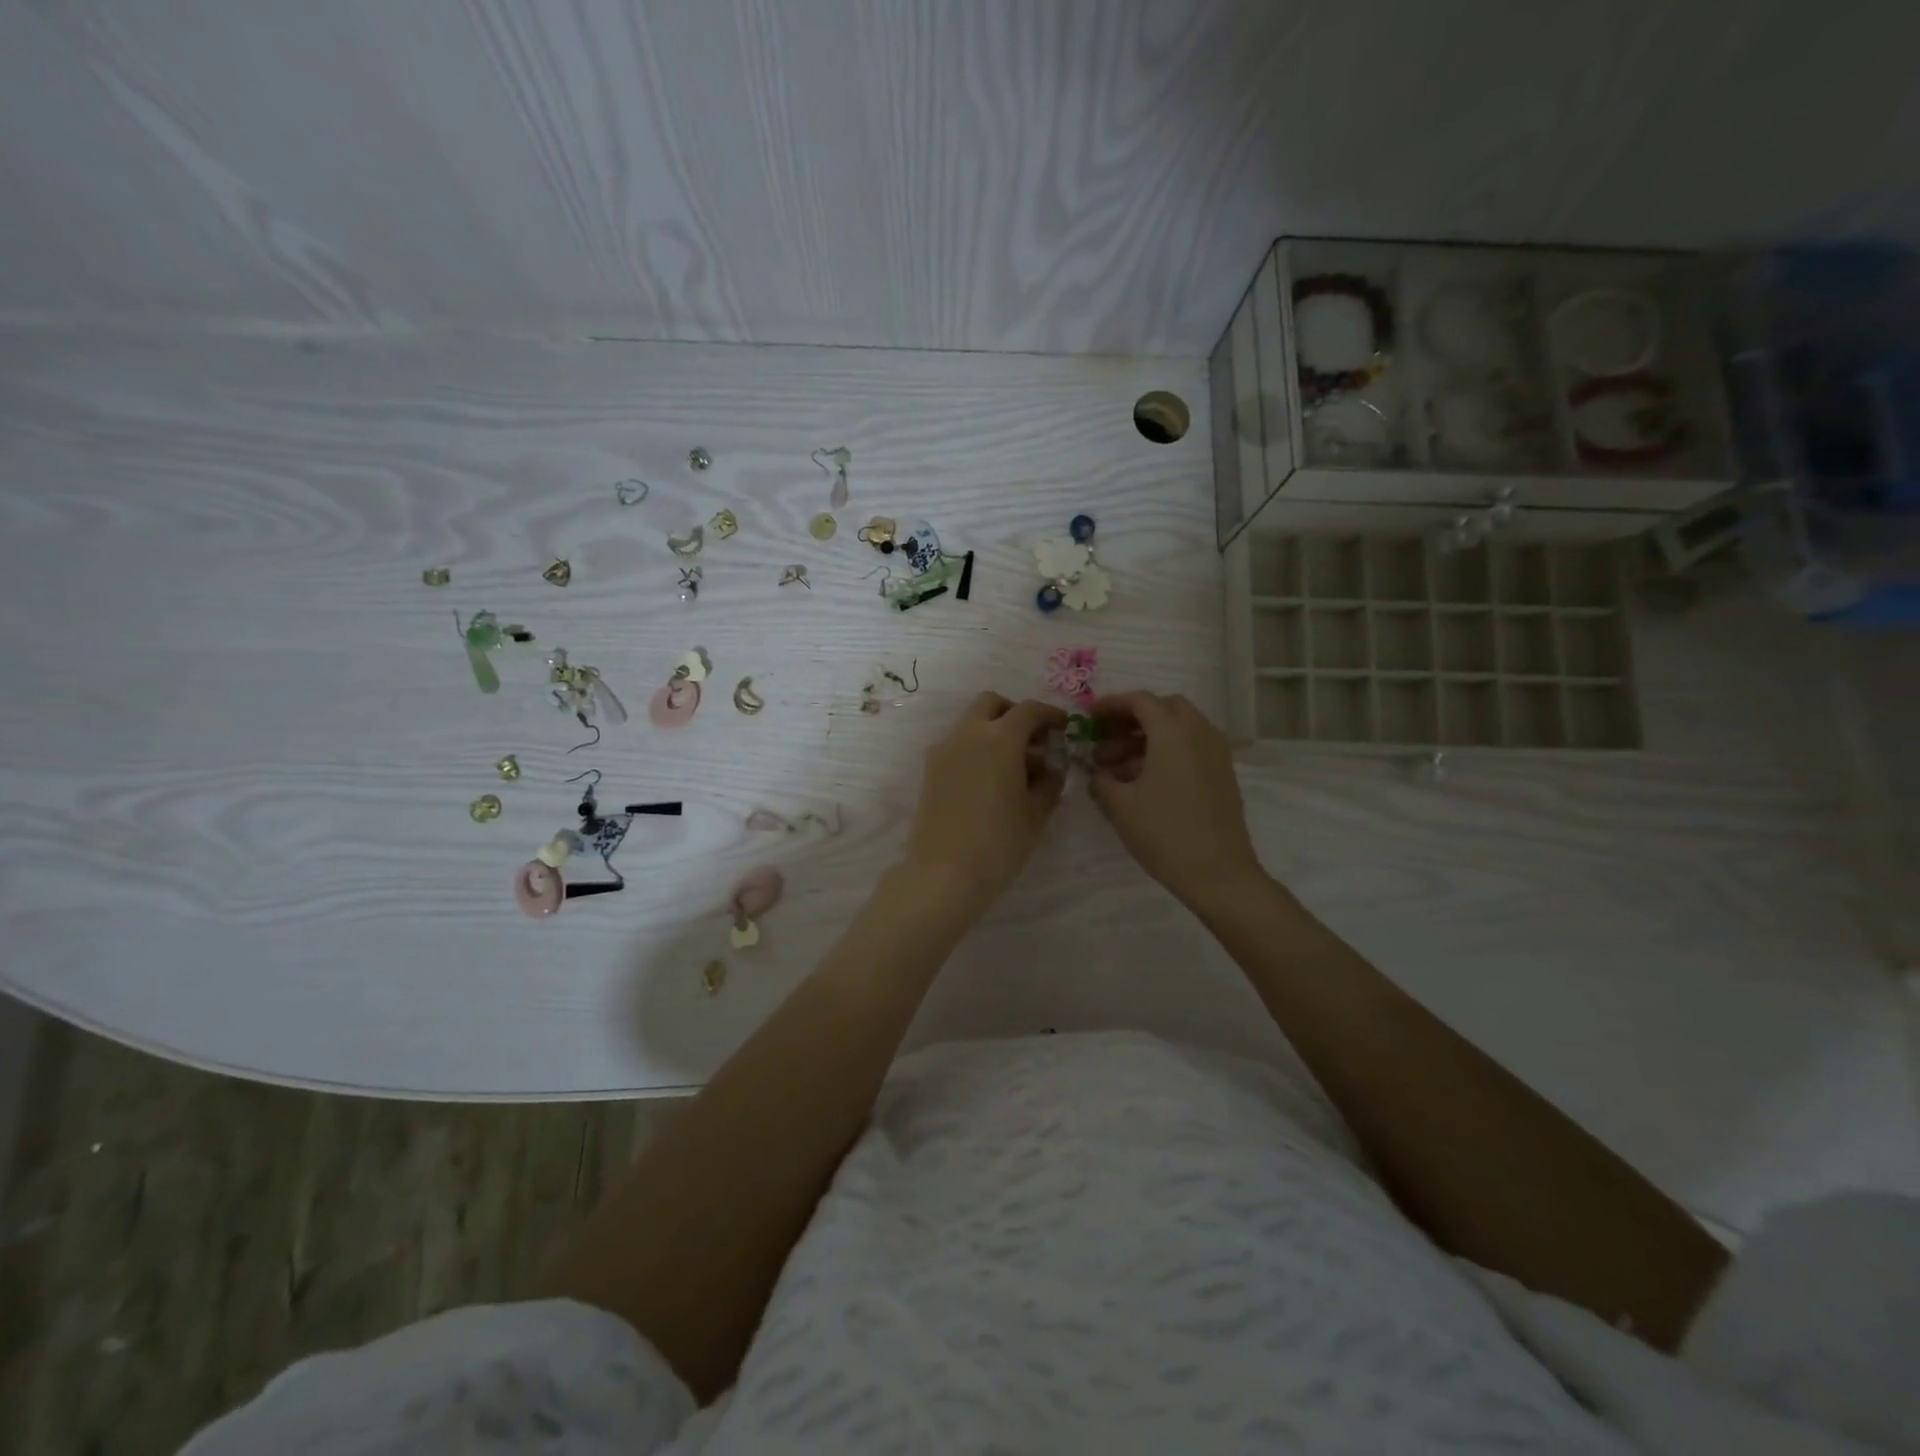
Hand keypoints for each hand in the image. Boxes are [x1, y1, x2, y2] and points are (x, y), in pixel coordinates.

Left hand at [902, 693, 1068, 911]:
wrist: (943, 874)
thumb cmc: (999, 843)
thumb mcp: (1036, 813)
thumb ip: (1049, 782)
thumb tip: (1051, 768)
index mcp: (1000, 738)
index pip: (1029, 710)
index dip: (1050, 715)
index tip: (1062, 727)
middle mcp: (968, 733)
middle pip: (992, 704)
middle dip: (1015, 714)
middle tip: (1033, 741)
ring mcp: (944, 750)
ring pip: (971, 722)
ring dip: (993, 730)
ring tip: (1012, 766)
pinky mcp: (930, 769)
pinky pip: (957, 744)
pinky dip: (975, 748)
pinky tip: (988, 780)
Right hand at [1085, 691, 1261, 907]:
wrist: (1218, 873)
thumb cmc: (1164, 833)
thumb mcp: (1120, 805)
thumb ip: (1101, 780)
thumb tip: (1097, 772)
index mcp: (1173, 732)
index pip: (1140, 701)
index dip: (1111, 704)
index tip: (1089, 717)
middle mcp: (1199, 733)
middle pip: (1164, 708)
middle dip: (1133, 719)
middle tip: (1107, 739)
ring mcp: (1216, 753)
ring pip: (1179, 729)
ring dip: (1148, 738)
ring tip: (1118, 768)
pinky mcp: (1222, 774)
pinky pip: (1191, 747)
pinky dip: (1167, 751)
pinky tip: (1145, 781)